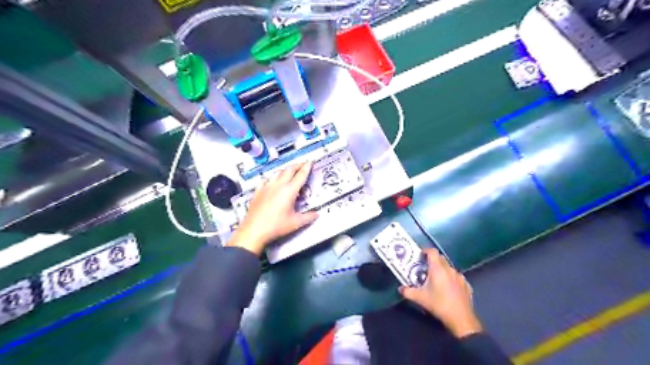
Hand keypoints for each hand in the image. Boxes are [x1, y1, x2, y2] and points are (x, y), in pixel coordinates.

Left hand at [227, 163, 318, 256]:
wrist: (254, 230)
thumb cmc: (275, 226)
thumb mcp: (295, 223)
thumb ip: (308, 217)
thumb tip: (316, 215)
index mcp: (289, 191)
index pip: (301, 175)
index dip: (307, 167)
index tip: (310, 161)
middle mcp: (278, 185)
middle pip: (289, 170)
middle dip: (297, 166)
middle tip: (302, 165)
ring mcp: (267, 187)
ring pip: (277, 173)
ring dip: (285, 170)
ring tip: (289, 172)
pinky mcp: (258, 192)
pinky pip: (266, 180)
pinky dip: (272, 178)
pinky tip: (272, 181)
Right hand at [400, 250, 484, 337]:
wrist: (461, 319)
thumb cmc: (439, 304)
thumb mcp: (420, 298)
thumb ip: (408, 292)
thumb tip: (400, 288)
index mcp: (438, 269)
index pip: (432, 252)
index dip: (426, 250)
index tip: (420, 254)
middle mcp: (449, 269)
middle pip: (440, 258)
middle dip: (432, 260)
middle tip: (424, 268)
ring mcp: (460, 277)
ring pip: (449, 268)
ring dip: (442, 270)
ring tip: (436, 279)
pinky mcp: (466, 285)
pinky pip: (457, 277)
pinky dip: (451, 279)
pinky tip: (448, 288)